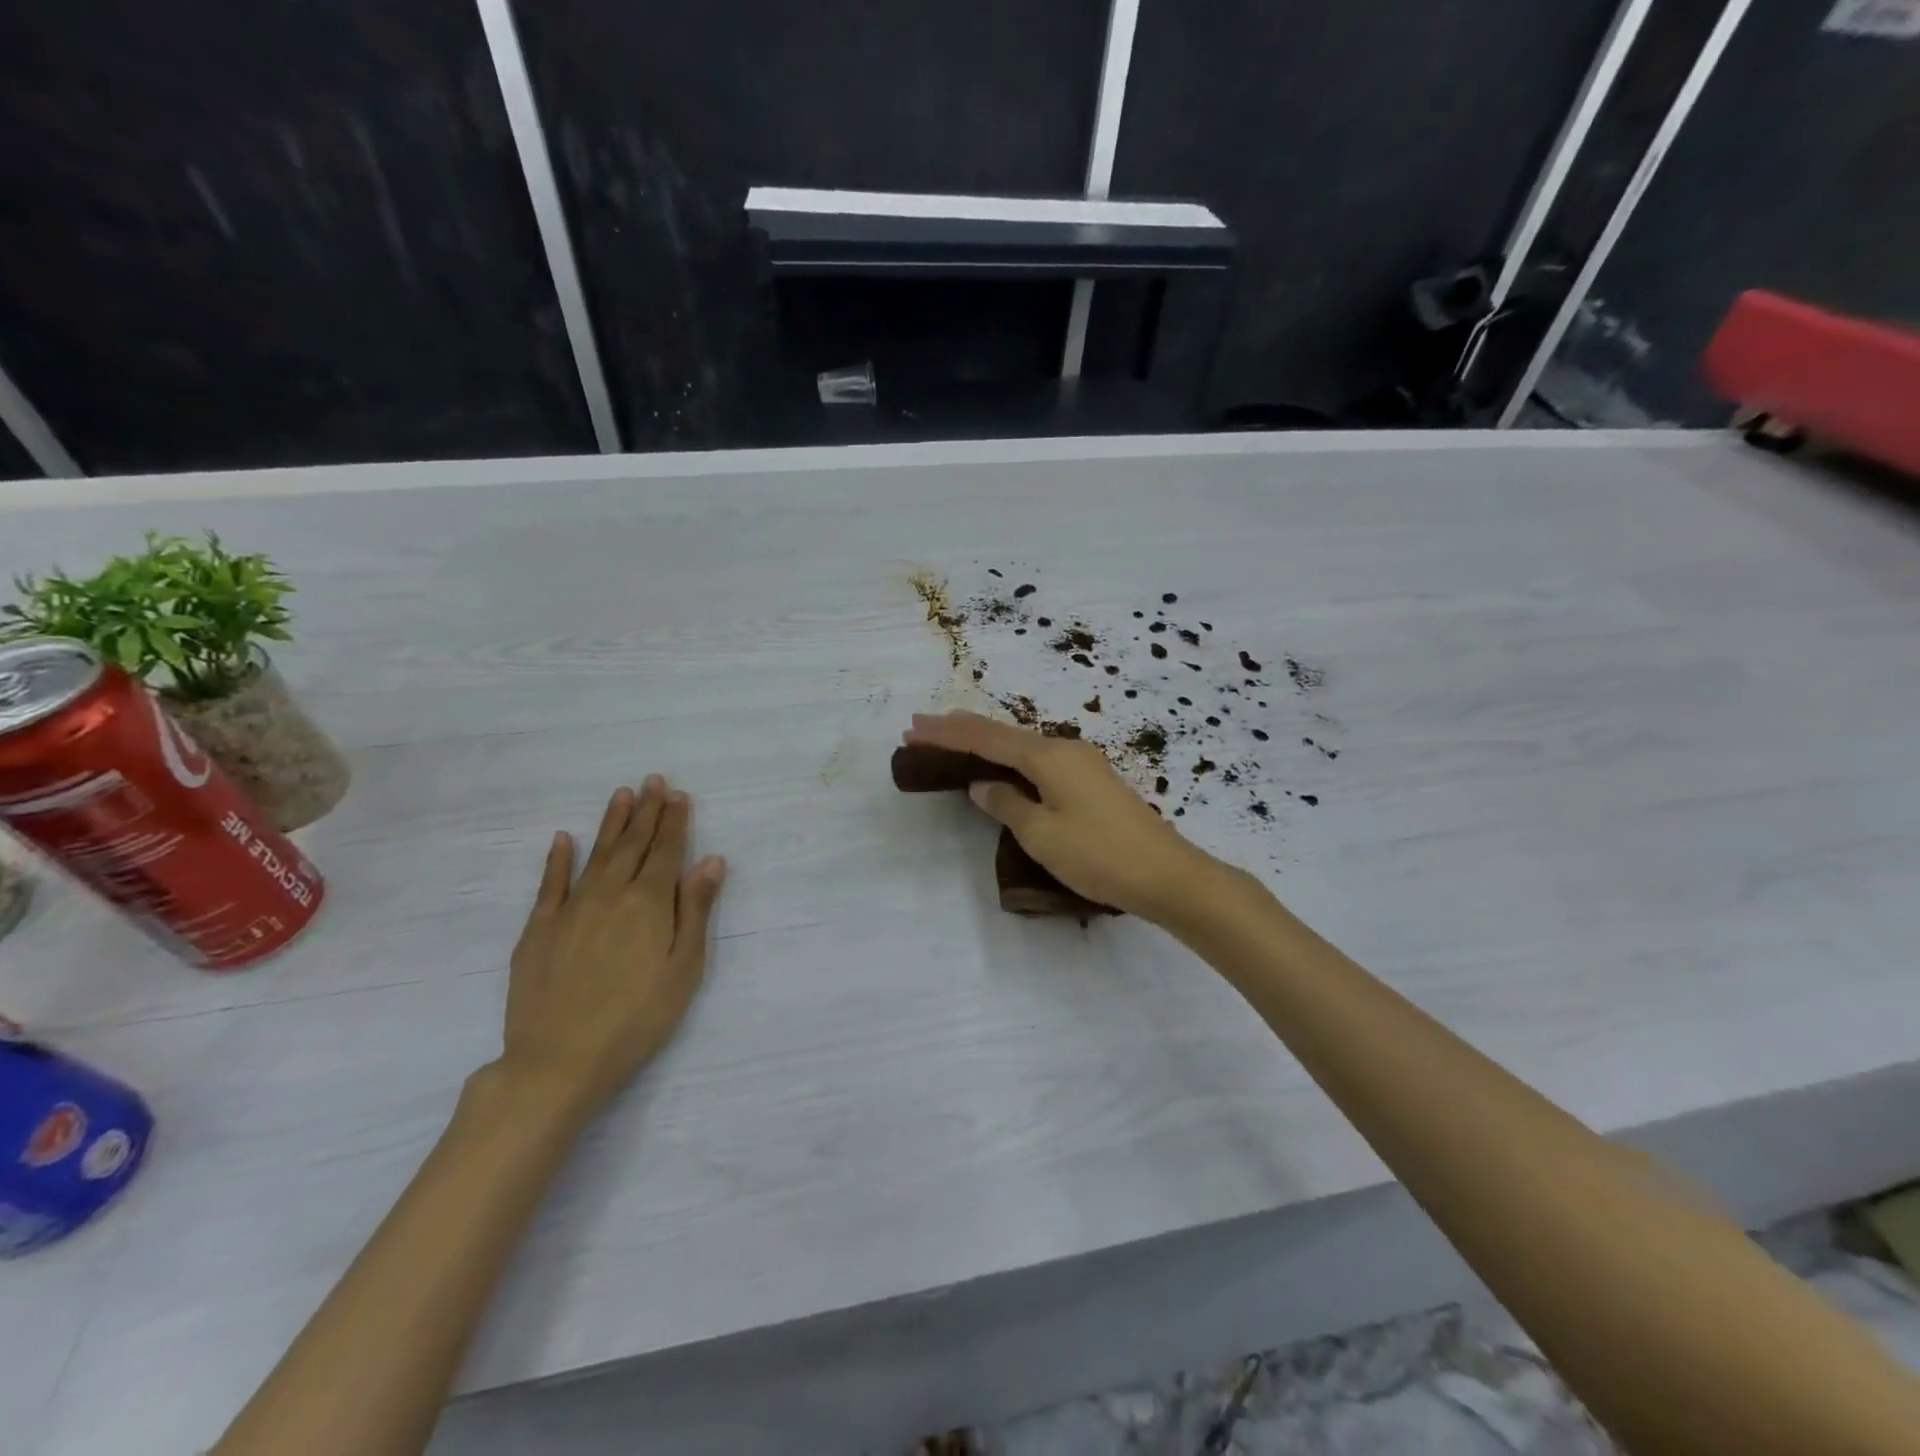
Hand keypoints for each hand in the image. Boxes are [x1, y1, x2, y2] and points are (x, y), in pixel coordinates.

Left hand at [498, 776, 726, 1121]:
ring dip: (611, 823)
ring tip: (622, 795)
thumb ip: (695, 910)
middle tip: (654, 781)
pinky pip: (550, 884)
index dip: (675, 821)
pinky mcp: (538, 929)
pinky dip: (558, 859)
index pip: (667, 851)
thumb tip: (710, 861)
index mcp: (648, 903)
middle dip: (647, 811)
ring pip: (596, 854)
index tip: (679, 794)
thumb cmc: (637, 1018)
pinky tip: (564, 839)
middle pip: (633, 844)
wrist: (559, 1060)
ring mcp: (570, 909)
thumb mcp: (683, 968)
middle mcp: (610, 894)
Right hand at [904, 712, 1218, 924]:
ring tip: (953, 738)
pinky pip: (1039, 760)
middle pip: (1003, 733)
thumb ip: (1007, 804)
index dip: (947, 733)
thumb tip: (982, 784)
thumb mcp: (1042, 834)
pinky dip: (1010, 757)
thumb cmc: (1099, 855)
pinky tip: (1002, 764)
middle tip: (922, 727)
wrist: (1166, 874)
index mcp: (1048, 756)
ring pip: (1022, 745)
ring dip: (986, 742)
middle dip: (961, 730)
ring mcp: (1083, 763)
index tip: (912, 729)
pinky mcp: (1093, 781)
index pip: (986, 738)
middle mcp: (1065, 749)